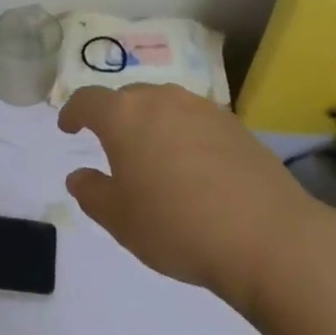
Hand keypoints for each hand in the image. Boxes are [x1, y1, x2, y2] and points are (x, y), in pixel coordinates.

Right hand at [60, 84, 315, 313]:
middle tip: (112, 147)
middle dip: (115, 116)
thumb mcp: (119, 219)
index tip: (68, 127)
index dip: (73, 112)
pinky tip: (193, 168)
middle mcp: (162, 100)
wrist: (266, 237)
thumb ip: (92, 192)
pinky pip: (196, 121)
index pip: (88, 100)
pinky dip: (184, 135)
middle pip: (128, 97)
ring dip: (152, 123)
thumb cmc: (177, 226)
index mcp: (124, 116)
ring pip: (165, 106)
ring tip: (153, 156)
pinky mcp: (236, 125)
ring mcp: (203, 109)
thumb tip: (79, 175)